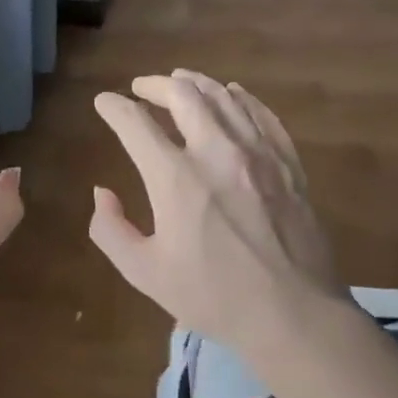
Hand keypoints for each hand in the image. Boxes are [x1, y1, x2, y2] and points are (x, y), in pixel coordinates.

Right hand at [89, 69, 356, 357]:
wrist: (294, 316)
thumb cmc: (213, 297)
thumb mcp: (144, 272)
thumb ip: (110, 229)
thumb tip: (103, 193)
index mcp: (175, 178)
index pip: (135, 123)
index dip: (114, 107)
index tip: (104, 102)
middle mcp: (216, 152)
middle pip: (183, 95)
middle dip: (155, 84)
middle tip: (141, 88)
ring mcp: (258, 154)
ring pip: (224, 97)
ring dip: (196, 83)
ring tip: (181, 81)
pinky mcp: (288, 164)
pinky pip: (262, 115)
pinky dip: (241, 99)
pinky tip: (233, 95)